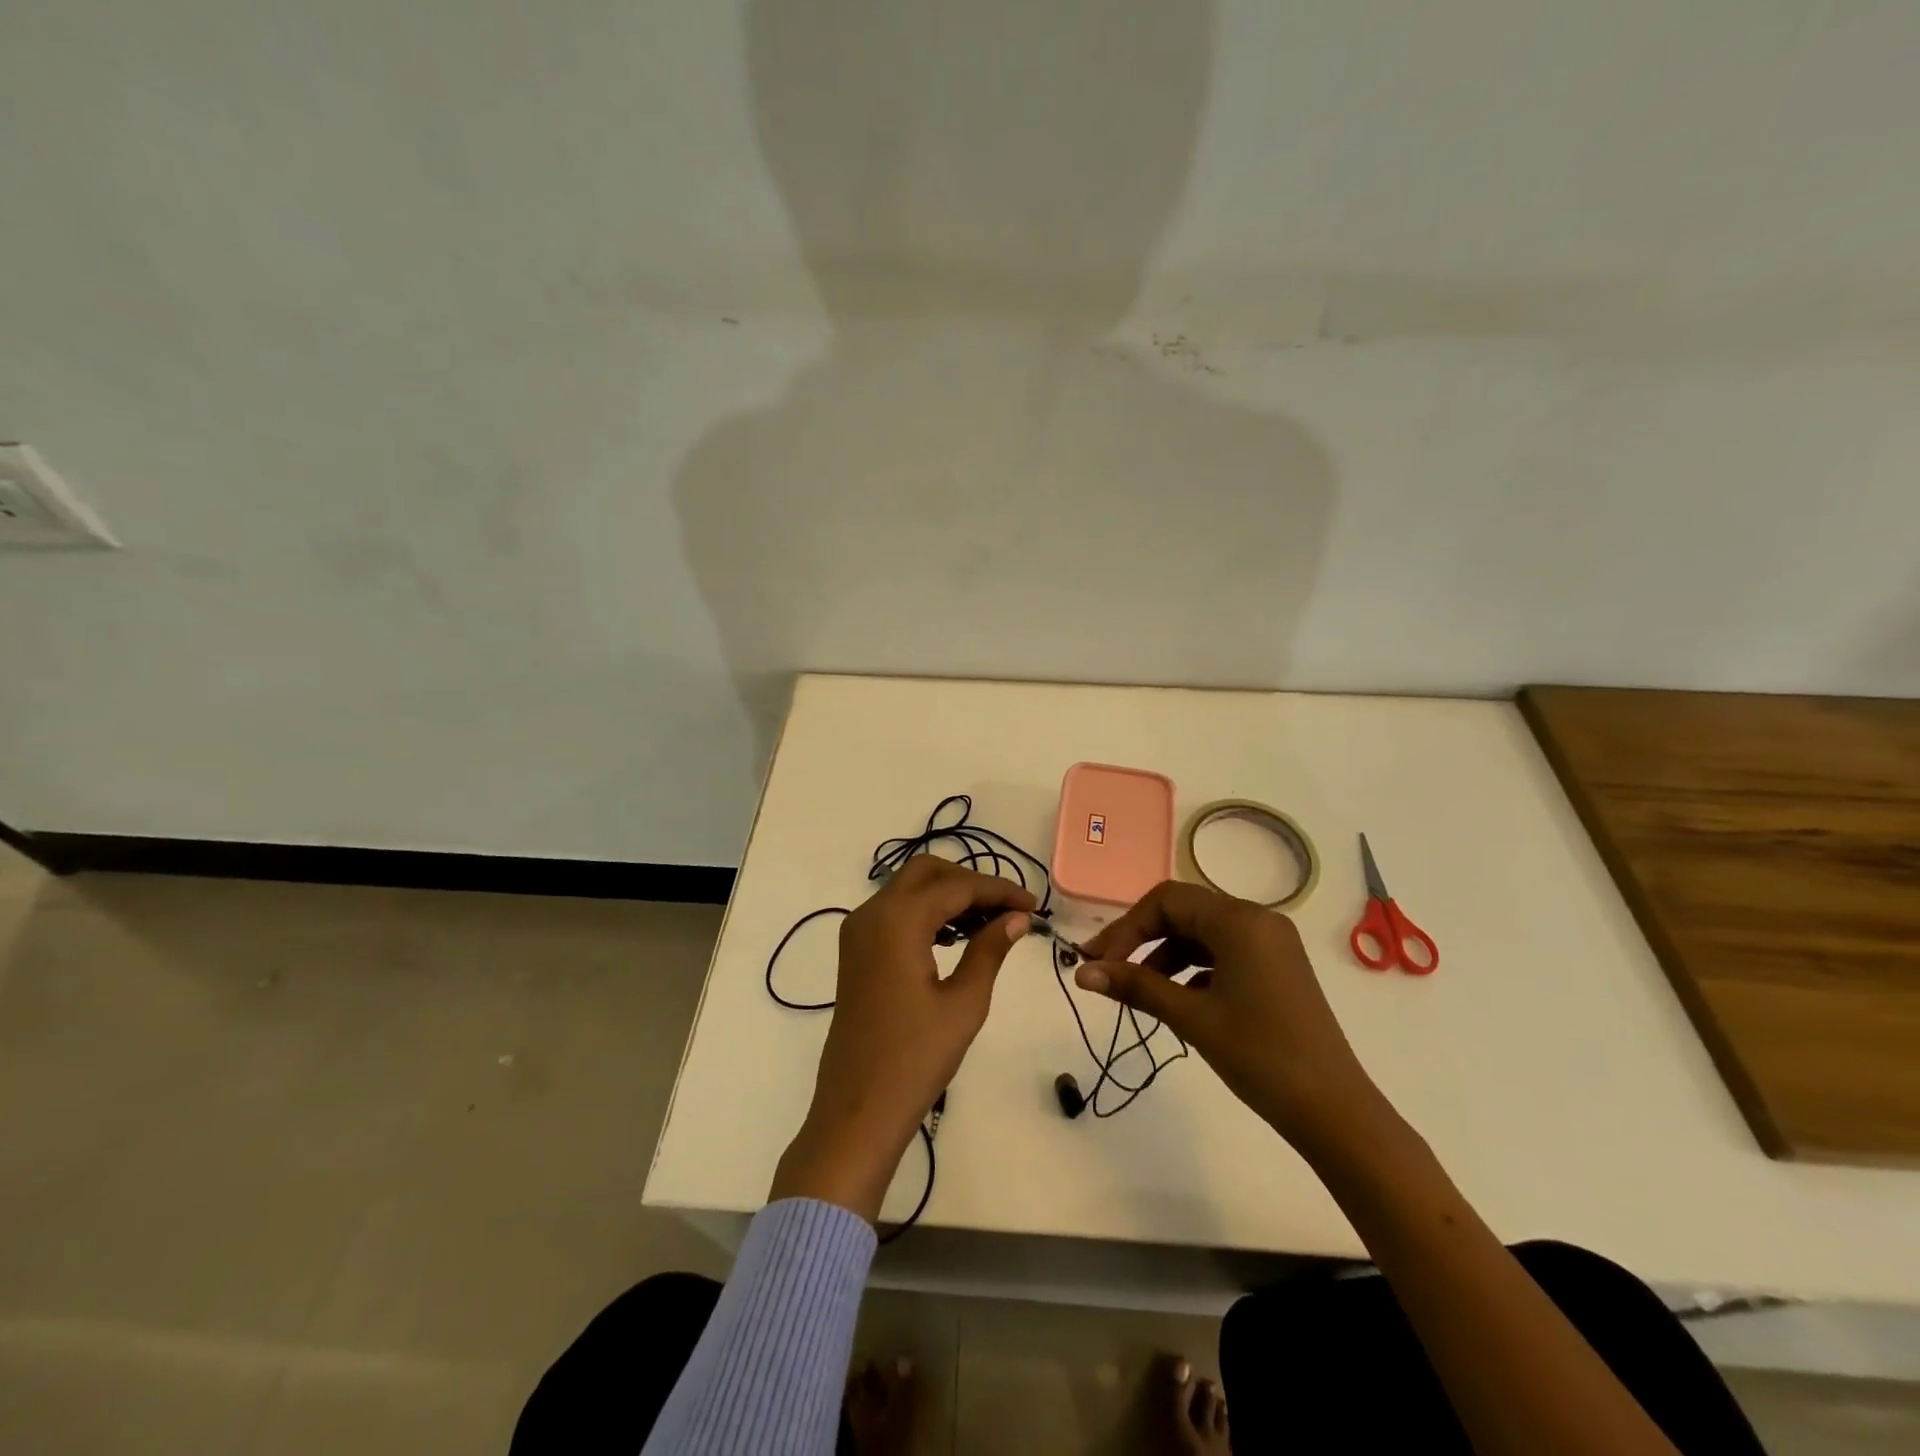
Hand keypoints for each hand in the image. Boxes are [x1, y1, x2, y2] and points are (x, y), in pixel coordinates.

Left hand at [771, 856, 1035, 1222]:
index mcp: (897, 919)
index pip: (957, 886)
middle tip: (1009, 910)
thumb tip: (1017, 918)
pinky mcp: (857, 951)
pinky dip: (927, 913)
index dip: (999, 891)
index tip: (1034, 906)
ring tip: (991, 924)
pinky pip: (895, 913)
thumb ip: (990, 949)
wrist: (858, 1109)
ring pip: (909, 889)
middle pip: (927, 872)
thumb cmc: (916, 1058)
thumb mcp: (965, 1002)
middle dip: (970, 883)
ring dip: (949, 896)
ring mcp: (859, 931)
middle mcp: (871, 913)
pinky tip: (957, 937)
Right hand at [1076, 880, 1389, 1158]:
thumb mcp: (1191, 1017)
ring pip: (1202, 933)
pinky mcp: (1277, 968)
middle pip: (1184, 912)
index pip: (1166, 901)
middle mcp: (1258, 919)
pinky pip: (1223, 953)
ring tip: (1140, 992)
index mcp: (1240, 920)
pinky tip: (1179, 1000)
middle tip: (1108, 971)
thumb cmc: (1261, 1056)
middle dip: (1142, 939)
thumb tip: (1081, 973)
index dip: (1126, 928)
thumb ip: (1135, 987)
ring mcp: (1271, 944)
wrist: (1334, 1111)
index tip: (1097, 962)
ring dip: (1165, 956)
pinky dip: (1193, 969)